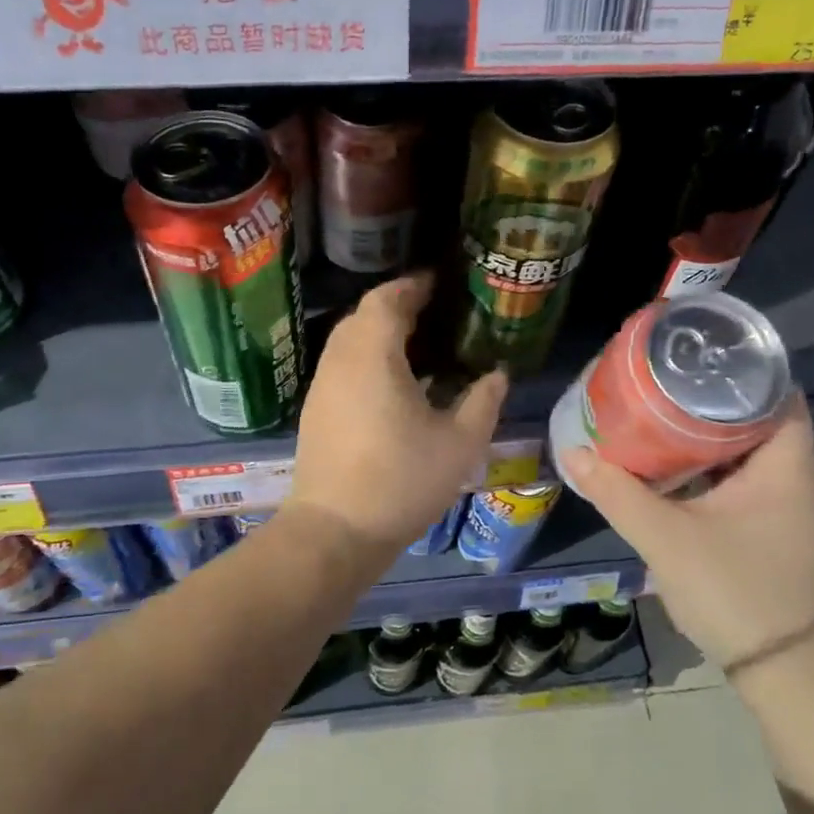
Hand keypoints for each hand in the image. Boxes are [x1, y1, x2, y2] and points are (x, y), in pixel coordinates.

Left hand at [290, 274, 507, 555]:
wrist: (335, 530)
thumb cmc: (401, 481)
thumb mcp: (459, 443)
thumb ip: (483, 401)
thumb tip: (498, 373)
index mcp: (373, 355)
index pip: (386, 299)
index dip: (413, 285)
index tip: (440, 283)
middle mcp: (340, 361)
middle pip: (364, 315)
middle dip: (397, 305)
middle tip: (435, 312)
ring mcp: (322, 386)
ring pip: (349, 341)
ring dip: (380, 332)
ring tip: (419, 344)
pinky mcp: (316, 410)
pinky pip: (343, 365)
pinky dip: (367, 358)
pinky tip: (395, 383)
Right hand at [560, 397, 813, 693]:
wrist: (787, 674)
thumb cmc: (735, 592)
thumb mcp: (665, 539)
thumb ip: (617, 493)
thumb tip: (573, 452)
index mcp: (789, 466)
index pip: (775, 393)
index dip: (735, 371)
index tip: (689, 362)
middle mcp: (805, 479)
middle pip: (760, 420)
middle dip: (711, 403)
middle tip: (662, 389)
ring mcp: (800, 509)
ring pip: (756, 454)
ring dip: (714, 439)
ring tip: (663, 422)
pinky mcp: (788, 533)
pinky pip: (755, 482)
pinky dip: (722, 471)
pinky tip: (683, 474)